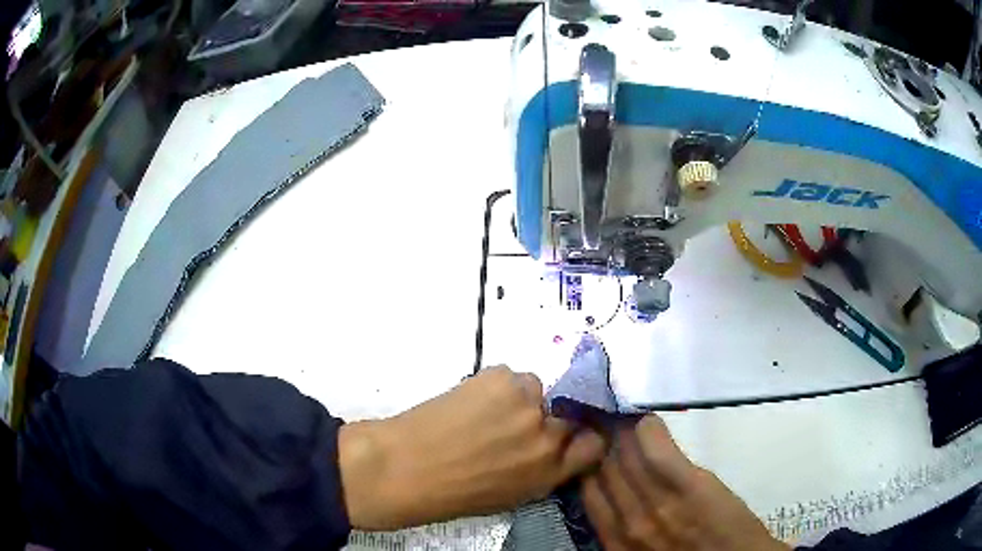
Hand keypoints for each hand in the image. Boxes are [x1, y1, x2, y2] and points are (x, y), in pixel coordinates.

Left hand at [339, 366, 605, 529]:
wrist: (404, 467)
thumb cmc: (452, 493)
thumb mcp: (512, 496)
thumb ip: (542, 471)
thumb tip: (553, 449)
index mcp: (550, 472)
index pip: (594, 445)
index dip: (582, 438)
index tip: (569, 435)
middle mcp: (547, 435)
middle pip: (568, 414)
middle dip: (547, 420)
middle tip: (514, 424)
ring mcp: (526, 403)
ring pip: (536, 389)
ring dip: (519, 399)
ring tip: (485, 411)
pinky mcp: (501, 378)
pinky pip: (511, 376)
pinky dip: (496, 386)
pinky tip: (471, 400)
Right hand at [581, 415, 788, 550]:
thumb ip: (626, 529)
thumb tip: (617, 495)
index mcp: (615, 540)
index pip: (589, 490)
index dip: (588, 462)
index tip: (593, 443)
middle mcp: (628, 521)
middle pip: (603, 469)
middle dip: (600, 441)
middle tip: (603, 419)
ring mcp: (658, 504)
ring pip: (626, 457)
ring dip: (620, 431)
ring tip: (621, 412)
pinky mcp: (689, 488)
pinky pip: (658, 453)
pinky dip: (648, 431)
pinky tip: (646, 419)